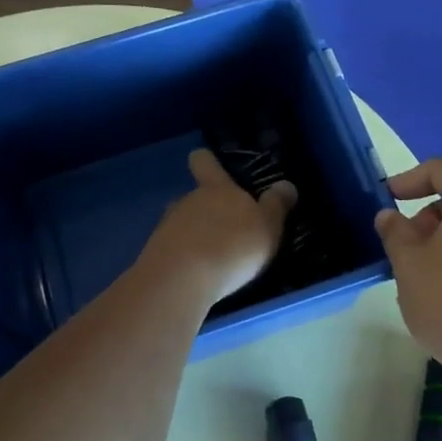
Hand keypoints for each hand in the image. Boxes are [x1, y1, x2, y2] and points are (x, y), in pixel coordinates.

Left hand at [141, 149, 296, 304]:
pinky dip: (185, 259)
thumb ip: (276, 205)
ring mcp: (167, 226)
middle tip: (229, 232)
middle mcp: (188, 200)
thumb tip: (285, 185)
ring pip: (183, 223)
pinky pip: (174, 249)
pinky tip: (197, 276)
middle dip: (209, 210)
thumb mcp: (267, 226)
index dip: (207, 160)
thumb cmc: (232, 246)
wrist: (181, 280)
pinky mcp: (155, 253)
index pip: (204, 162)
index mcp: (216, 189)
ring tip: (214, 259)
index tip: (209, 163)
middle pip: (196, 197)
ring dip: (196, 235)